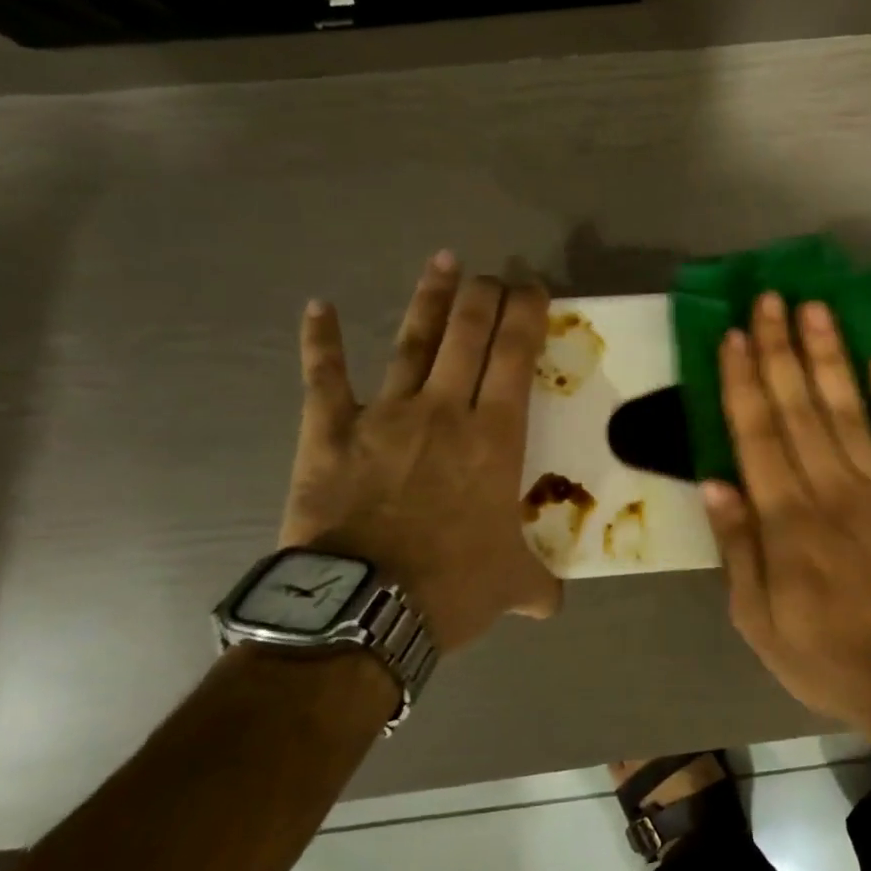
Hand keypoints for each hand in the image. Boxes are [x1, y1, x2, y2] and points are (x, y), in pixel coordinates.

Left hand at [279, 252, 560, 651]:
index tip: (533, 288)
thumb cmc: (450, 587)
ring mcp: (385, 415)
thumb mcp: (510, 585)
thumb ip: (536, 584)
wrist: (363, 609)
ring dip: (430, 299)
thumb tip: (551, 604)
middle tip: (494, 274)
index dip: (526, 313)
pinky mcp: (331, 431)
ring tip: (444, 261)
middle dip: (486, 295)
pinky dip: (321, 341)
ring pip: (412, 341)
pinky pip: (324, 377)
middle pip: (469, 333)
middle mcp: (445, 411)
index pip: (516, 355)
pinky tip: (319, 306)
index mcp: (495, 437)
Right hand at [703, 292, 870, 734]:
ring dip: (830, 355)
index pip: (757, 434)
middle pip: (799, 407)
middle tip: (770, 298)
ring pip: (849, 408)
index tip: (732, 336)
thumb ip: (738, 547)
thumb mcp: (759, 619)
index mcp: (787, 519)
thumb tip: (714, 482)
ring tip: (815, 308)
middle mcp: (831, 489)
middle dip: (781, 349)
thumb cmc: (827, 655)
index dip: (743, 382)